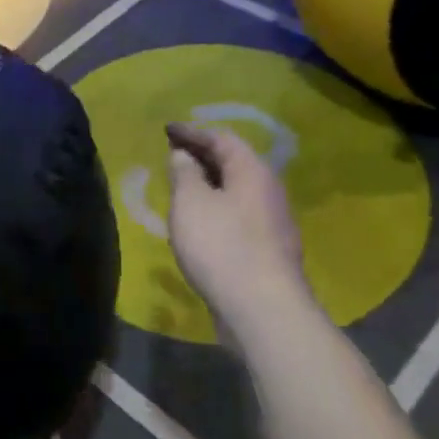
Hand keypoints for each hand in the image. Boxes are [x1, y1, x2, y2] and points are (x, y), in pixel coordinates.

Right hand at [165, 122, 316, 337]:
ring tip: (182, 187)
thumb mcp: (190, 203)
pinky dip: (217, 209)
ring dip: (210, 185)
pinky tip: (200, 223)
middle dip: (202, 156)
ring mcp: (272, 223)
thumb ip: (184, 173)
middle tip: (173, 155)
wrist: (262, 308)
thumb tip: (184, 155)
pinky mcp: (268, 251)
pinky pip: (238, 216)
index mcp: (252, 171)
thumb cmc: (221, 246)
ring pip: (237, 192)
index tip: (166, 130)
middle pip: (234, 163)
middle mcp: (268, 191)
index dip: (192, 132)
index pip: (222, 139)